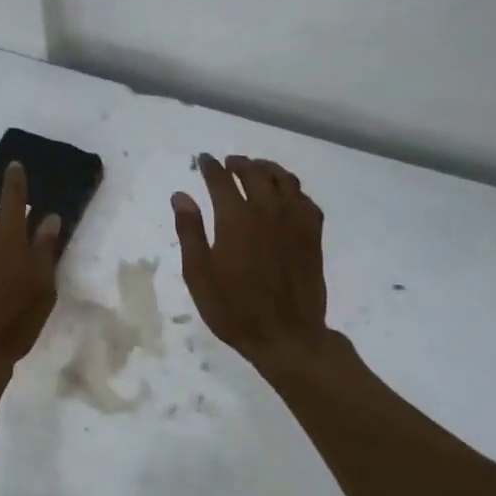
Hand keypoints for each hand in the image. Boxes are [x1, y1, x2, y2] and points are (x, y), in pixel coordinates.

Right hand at [173, 154, 331, 368]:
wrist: (286, 336)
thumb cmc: (234, 308)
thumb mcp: (199, 274)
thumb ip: (190, 231)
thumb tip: (181, 196)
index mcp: (236, 218)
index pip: (221, 180)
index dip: (210, 167)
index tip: (203, 160)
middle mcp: (267, 211)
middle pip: (255, 172)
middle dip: (239, 163)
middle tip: (229, 163)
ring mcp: (295, 221)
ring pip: (284, 180)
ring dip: (267, 169)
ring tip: (257, 170)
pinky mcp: (313, 235)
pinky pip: (306, 200)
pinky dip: (293, 190)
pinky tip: (287, 196)